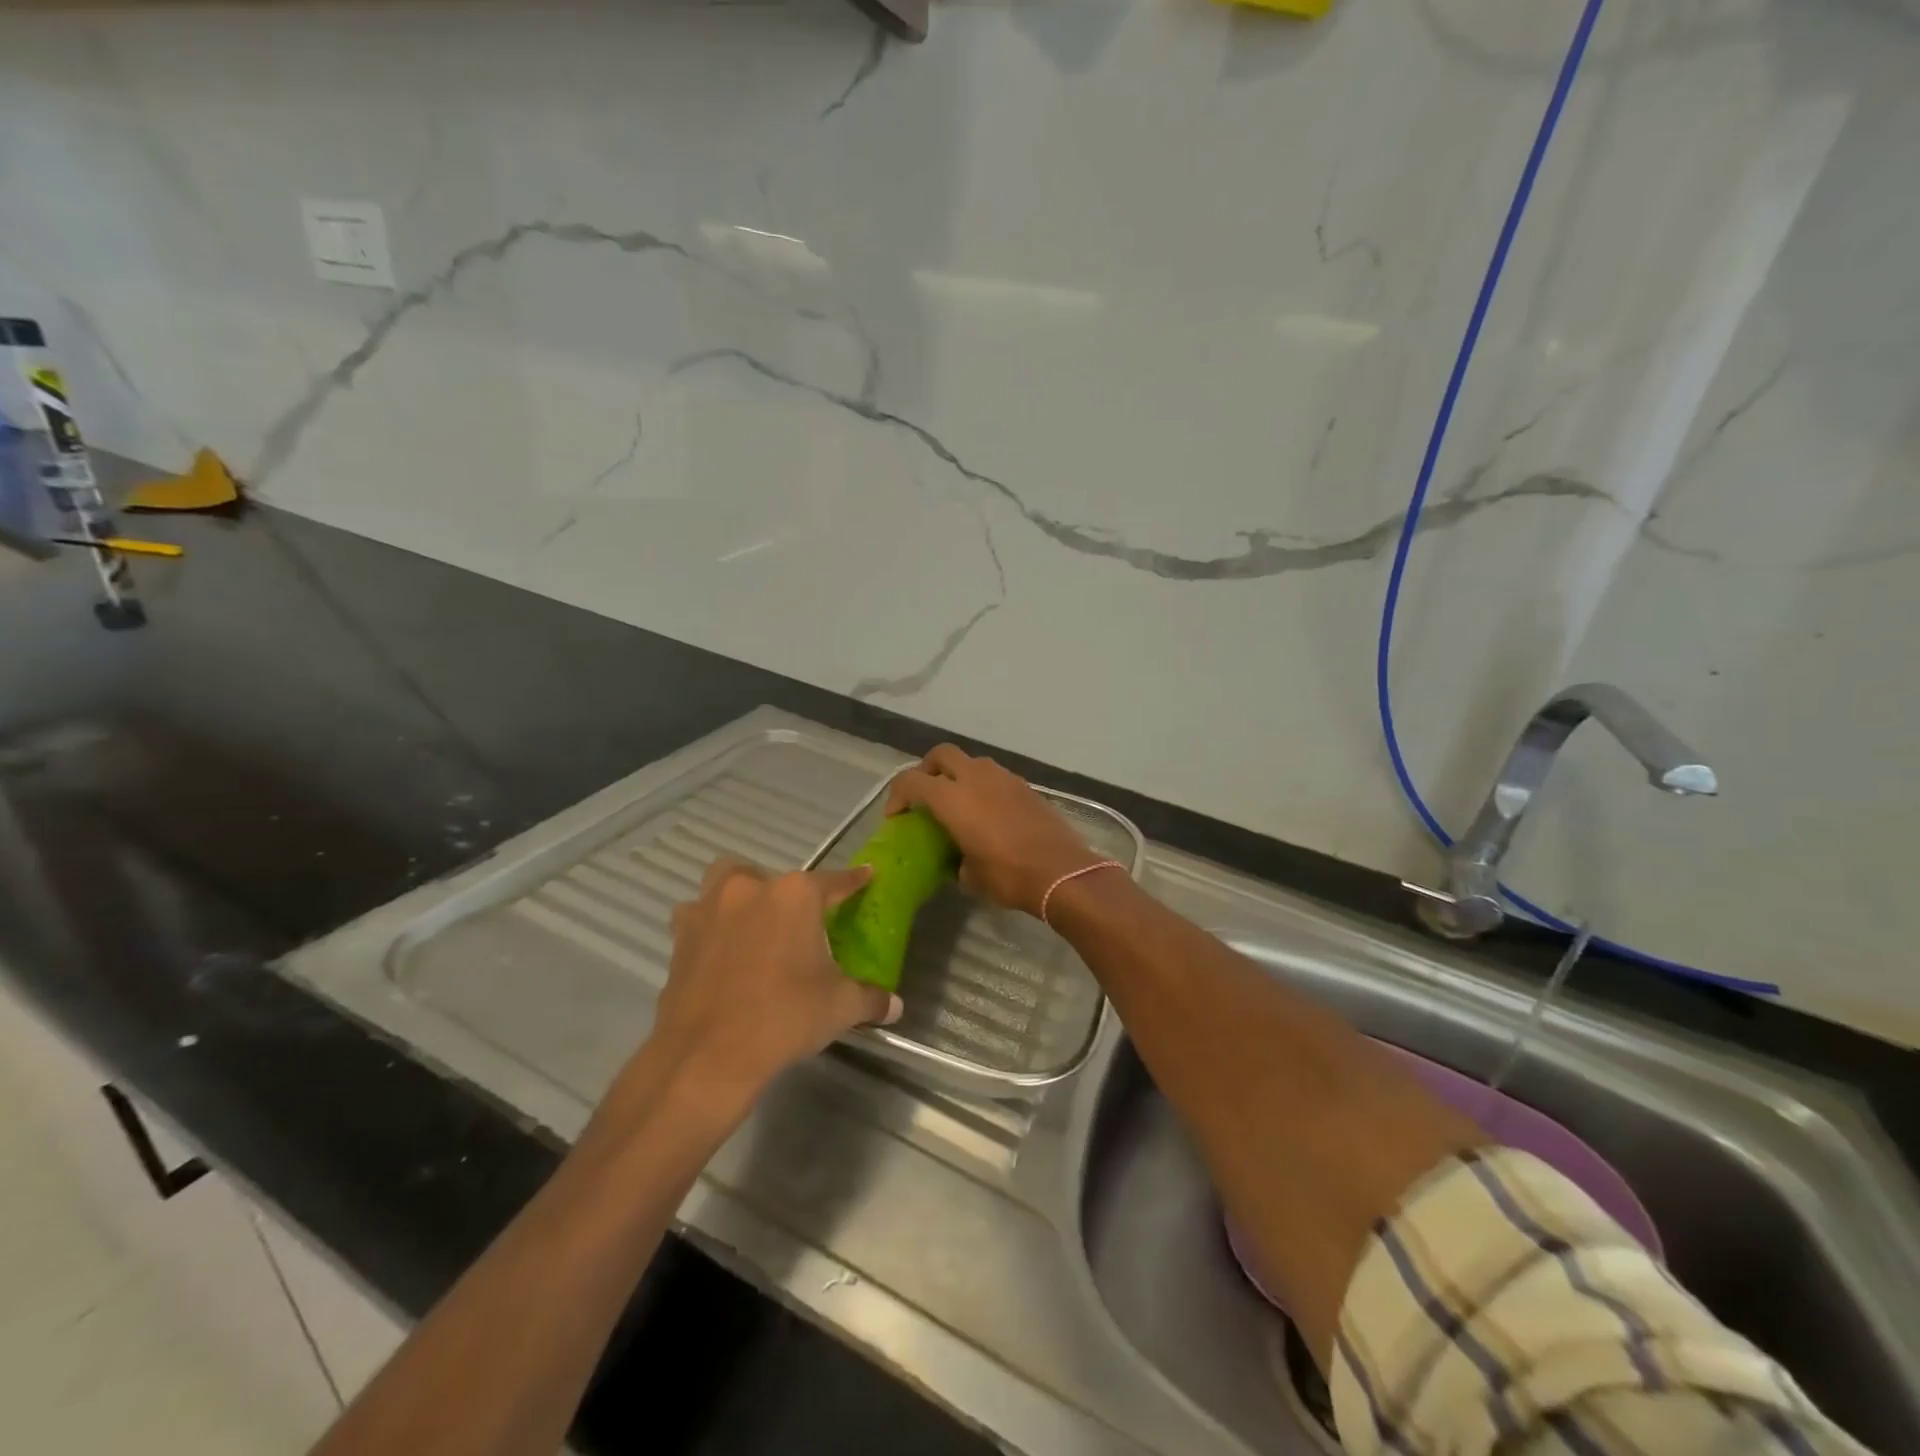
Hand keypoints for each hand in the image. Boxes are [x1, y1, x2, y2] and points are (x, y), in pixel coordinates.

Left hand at [644, 857, 901, 1105]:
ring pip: (724, 884)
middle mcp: (750, 889)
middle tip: (797, 923)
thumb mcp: (840, 1007)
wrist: (708, 1056)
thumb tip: (894, 1005)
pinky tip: (722, 955)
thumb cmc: (784, 1017)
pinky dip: (711, 929)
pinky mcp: (681, 939)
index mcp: (795, 895)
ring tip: (753, 926)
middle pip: (774, 876)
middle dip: (786, 892)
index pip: (835, 881)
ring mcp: (709, 910)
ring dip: (739, 898)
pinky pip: (698, 919)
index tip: (866, 876)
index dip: (854, 880)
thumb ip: (870, 998)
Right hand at [885, 745, 1103, 917]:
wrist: (1062, 871)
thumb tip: (957, 859)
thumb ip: (955, 859)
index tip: (897, 818)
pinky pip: (995, 776)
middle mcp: (975, 778)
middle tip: (925, 796)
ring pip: (971, 761)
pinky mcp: (1025, 786)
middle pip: (941, 755)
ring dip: (958, 775)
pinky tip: (987, 813)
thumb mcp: (970, 876)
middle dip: (927, 770)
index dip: (897, 796)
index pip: (910, 781)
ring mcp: (1004, 778)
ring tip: (958, 803)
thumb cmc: (1008, 875)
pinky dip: (983, 786)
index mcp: (952, 798)